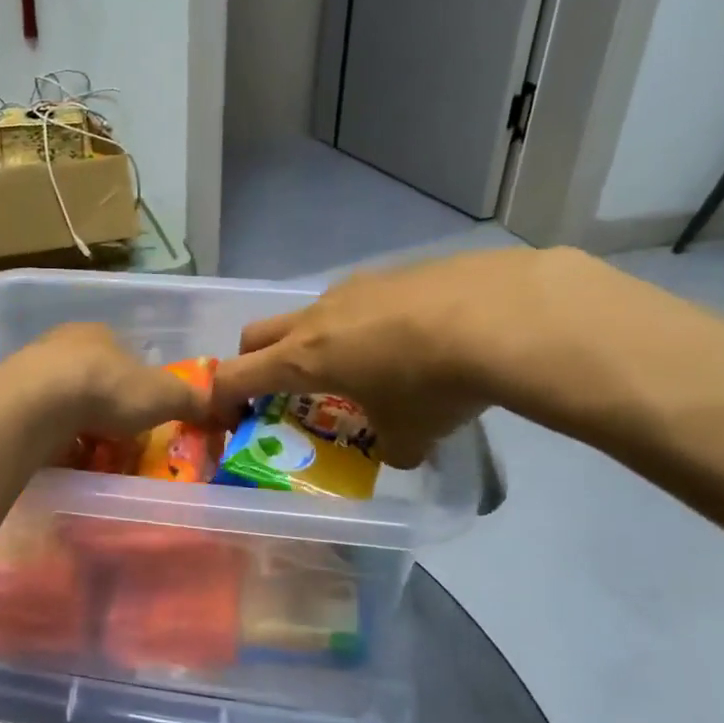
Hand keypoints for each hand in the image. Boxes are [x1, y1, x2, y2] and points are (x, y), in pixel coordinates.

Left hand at [3, 323, 210, 441]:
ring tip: (88, 452)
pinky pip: (37, 419)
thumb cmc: (107, 389)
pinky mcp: (8, 397)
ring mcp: (30, 369)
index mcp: (100, 333)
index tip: (143, 414)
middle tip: (117, 438)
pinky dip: (50, 436)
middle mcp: (62, 343)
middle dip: (104, 406)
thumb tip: (224, 406)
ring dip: (75, 422)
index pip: (125, 356)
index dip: (137, 386)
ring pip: (62, 398)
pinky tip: (59, 455)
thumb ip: (194, 399)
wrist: (38, 404)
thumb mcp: (165, 394)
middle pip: (92, 377)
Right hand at [211, 248, 595, 466]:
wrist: (503, 314)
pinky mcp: (396, 271)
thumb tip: (399, 451)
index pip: (236, 376)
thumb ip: (392, 447)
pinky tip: (411, 339)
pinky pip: (361, 299)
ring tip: (359, 365)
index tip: (227, 420)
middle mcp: (318, 316)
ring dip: (315, 340)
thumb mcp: (412, 434)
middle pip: (257, 334)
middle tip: (280, 391)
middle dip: (256, 362)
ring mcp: (356, 287)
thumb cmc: (434, 383)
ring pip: (311, 312)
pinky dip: (366, 323)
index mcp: (303, 358)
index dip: (220, 399)